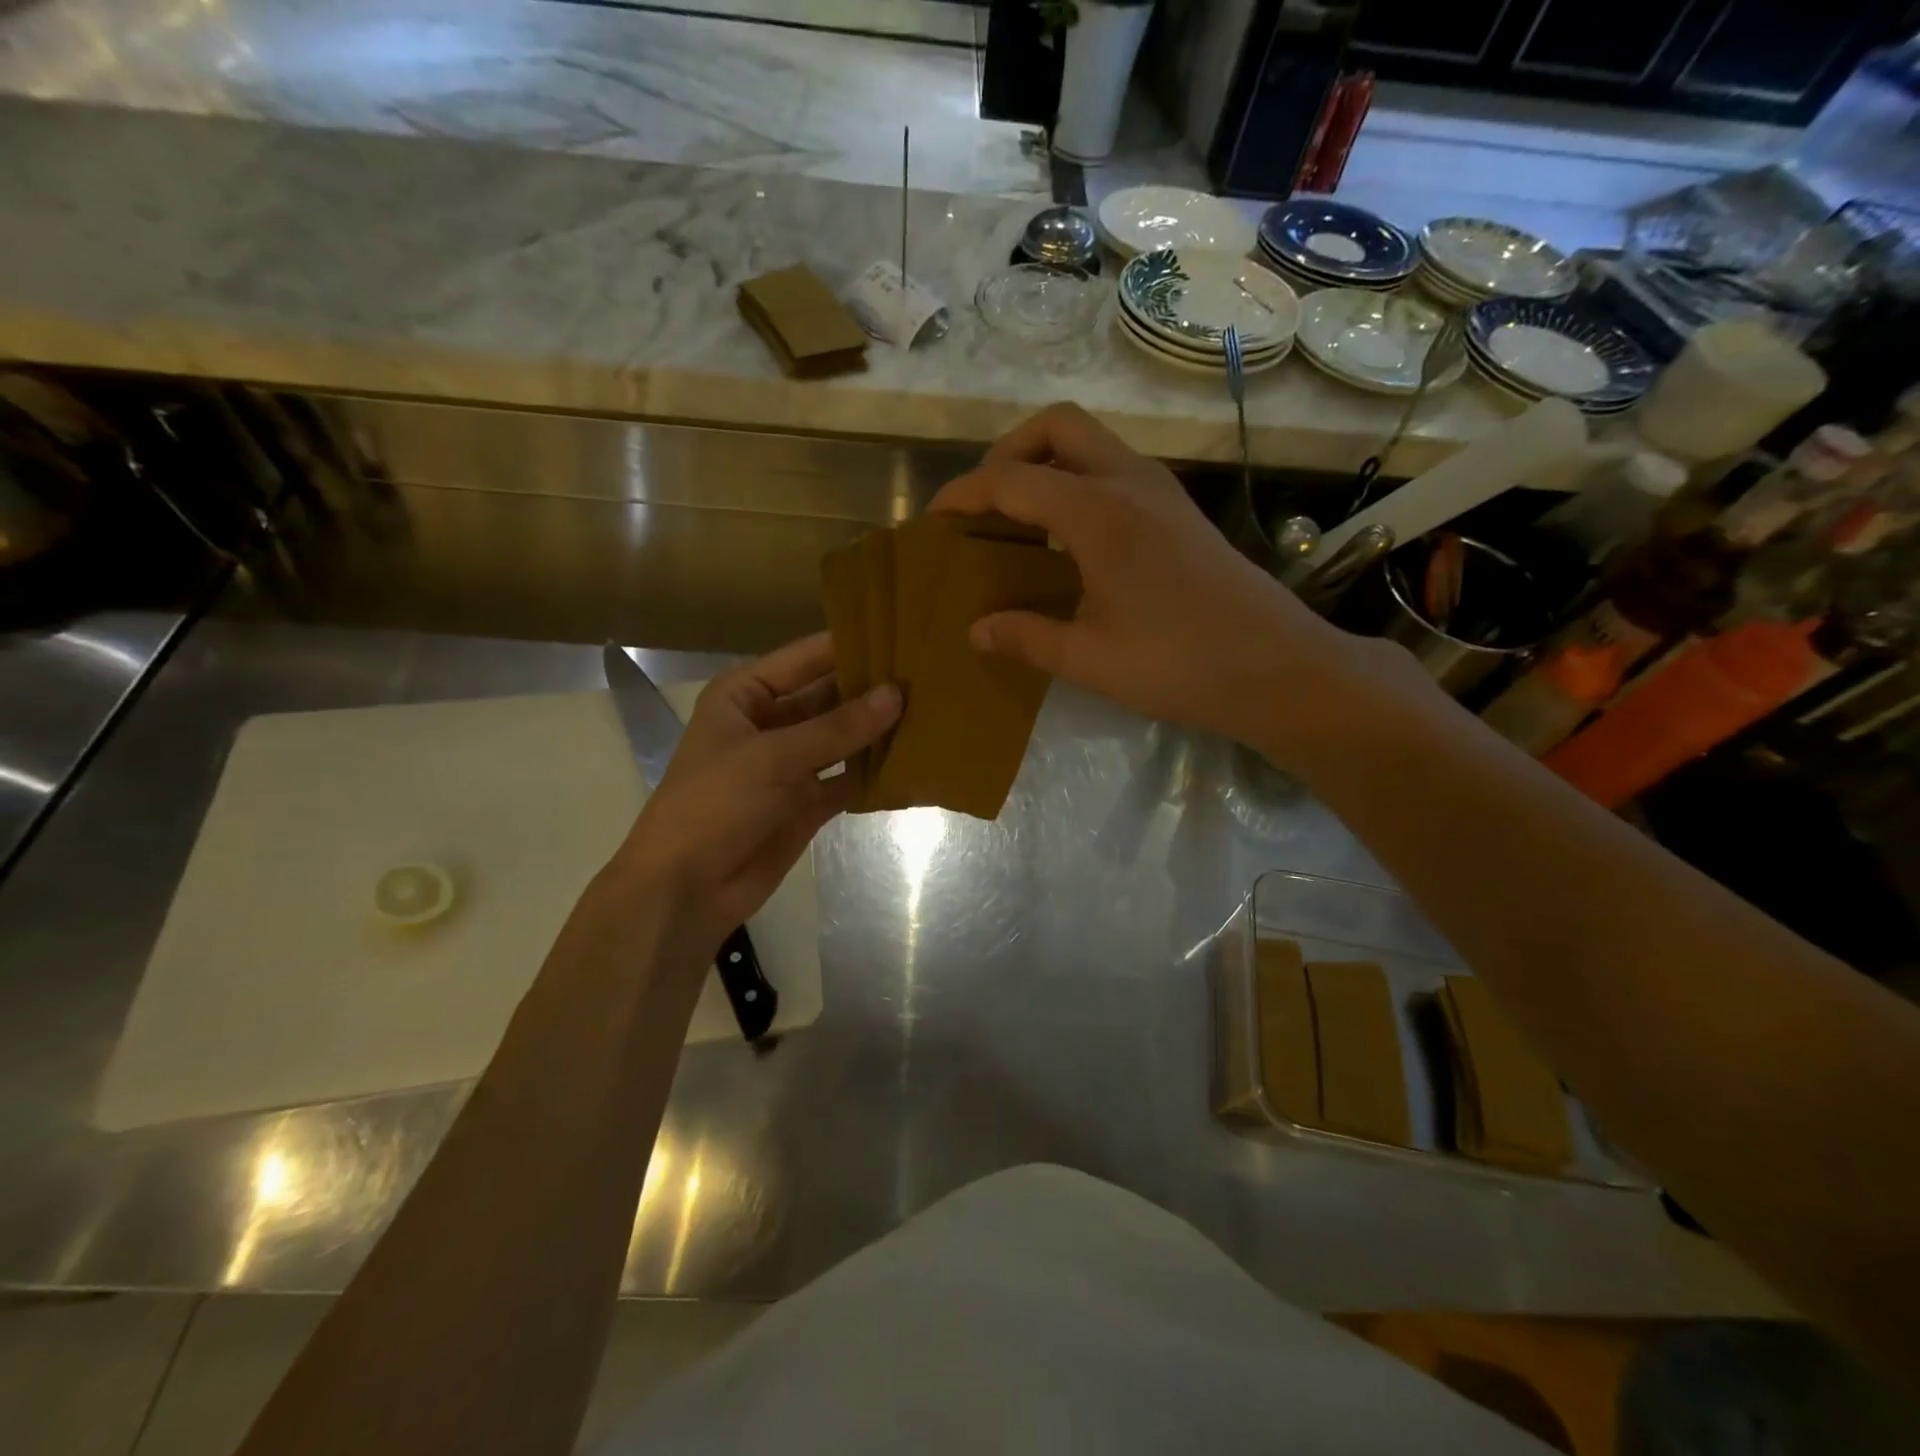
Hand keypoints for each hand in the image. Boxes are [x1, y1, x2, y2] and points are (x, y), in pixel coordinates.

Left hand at [597, 634, 899, 953]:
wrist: (685, 890)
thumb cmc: (714, 805)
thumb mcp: (772, 758)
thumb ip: (837, 728)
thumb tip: (897, 694)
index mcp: (746, 695)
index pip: (807, 658)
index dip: (851, 645)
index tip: (904, 634)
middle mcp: (770, 722)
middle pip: (829, 697)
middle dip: (872, 690)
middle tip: (930, 676)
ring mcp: (791, 764)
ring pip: (842, 738)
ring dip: (877, 731)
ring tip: (933, 711)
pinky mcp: (807, 802)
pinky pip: (847, 779)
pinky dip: (873, 773)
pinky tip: (915, 760)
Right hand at [930, 404, 1382, 756]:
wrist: (1279, 669)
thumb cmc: (1180, 665)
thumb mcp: (1090, 659)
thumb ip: (1026, 637)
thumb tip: (976, 630)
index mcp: (1099, 513)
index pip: (1013, 480)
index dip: (966, 494)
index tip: (935, 518)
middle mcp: (1130, 482)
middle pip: (1057, 427)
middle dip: (1009, 451)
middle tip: (985, 503)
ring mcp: (1162, 491)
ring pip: (1091, 443)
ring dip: (1047, 463)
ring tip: (1018, 517)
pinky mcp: (1180, 510)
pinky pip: (1115, 468)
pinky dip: (1078, 482)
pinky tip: (1069, 538)